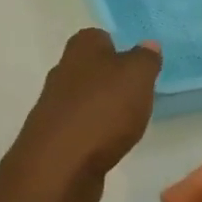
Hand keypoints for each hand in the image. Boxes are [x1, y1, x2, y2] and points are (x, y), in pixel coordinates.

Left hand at [0, 29, 161, 201]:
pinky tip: (108, 145)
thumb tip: (147, 45)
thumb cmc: (103, 109)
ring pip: (84, 99)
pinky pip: (79, 127)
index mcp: (81, 49)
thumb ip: (144, 59)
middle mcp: (62, 72)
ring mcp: (54, 106)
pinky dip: (94, 133)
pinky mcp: (54, 138)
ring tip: (127, 122)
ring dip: (102, 108)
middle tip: (137, 94)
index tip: (136, 66)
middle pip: (89, 68)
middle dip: (110, 79)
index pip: (98, 37)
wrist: (59, 164)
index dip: (118, 47)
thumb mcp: (137, 76)